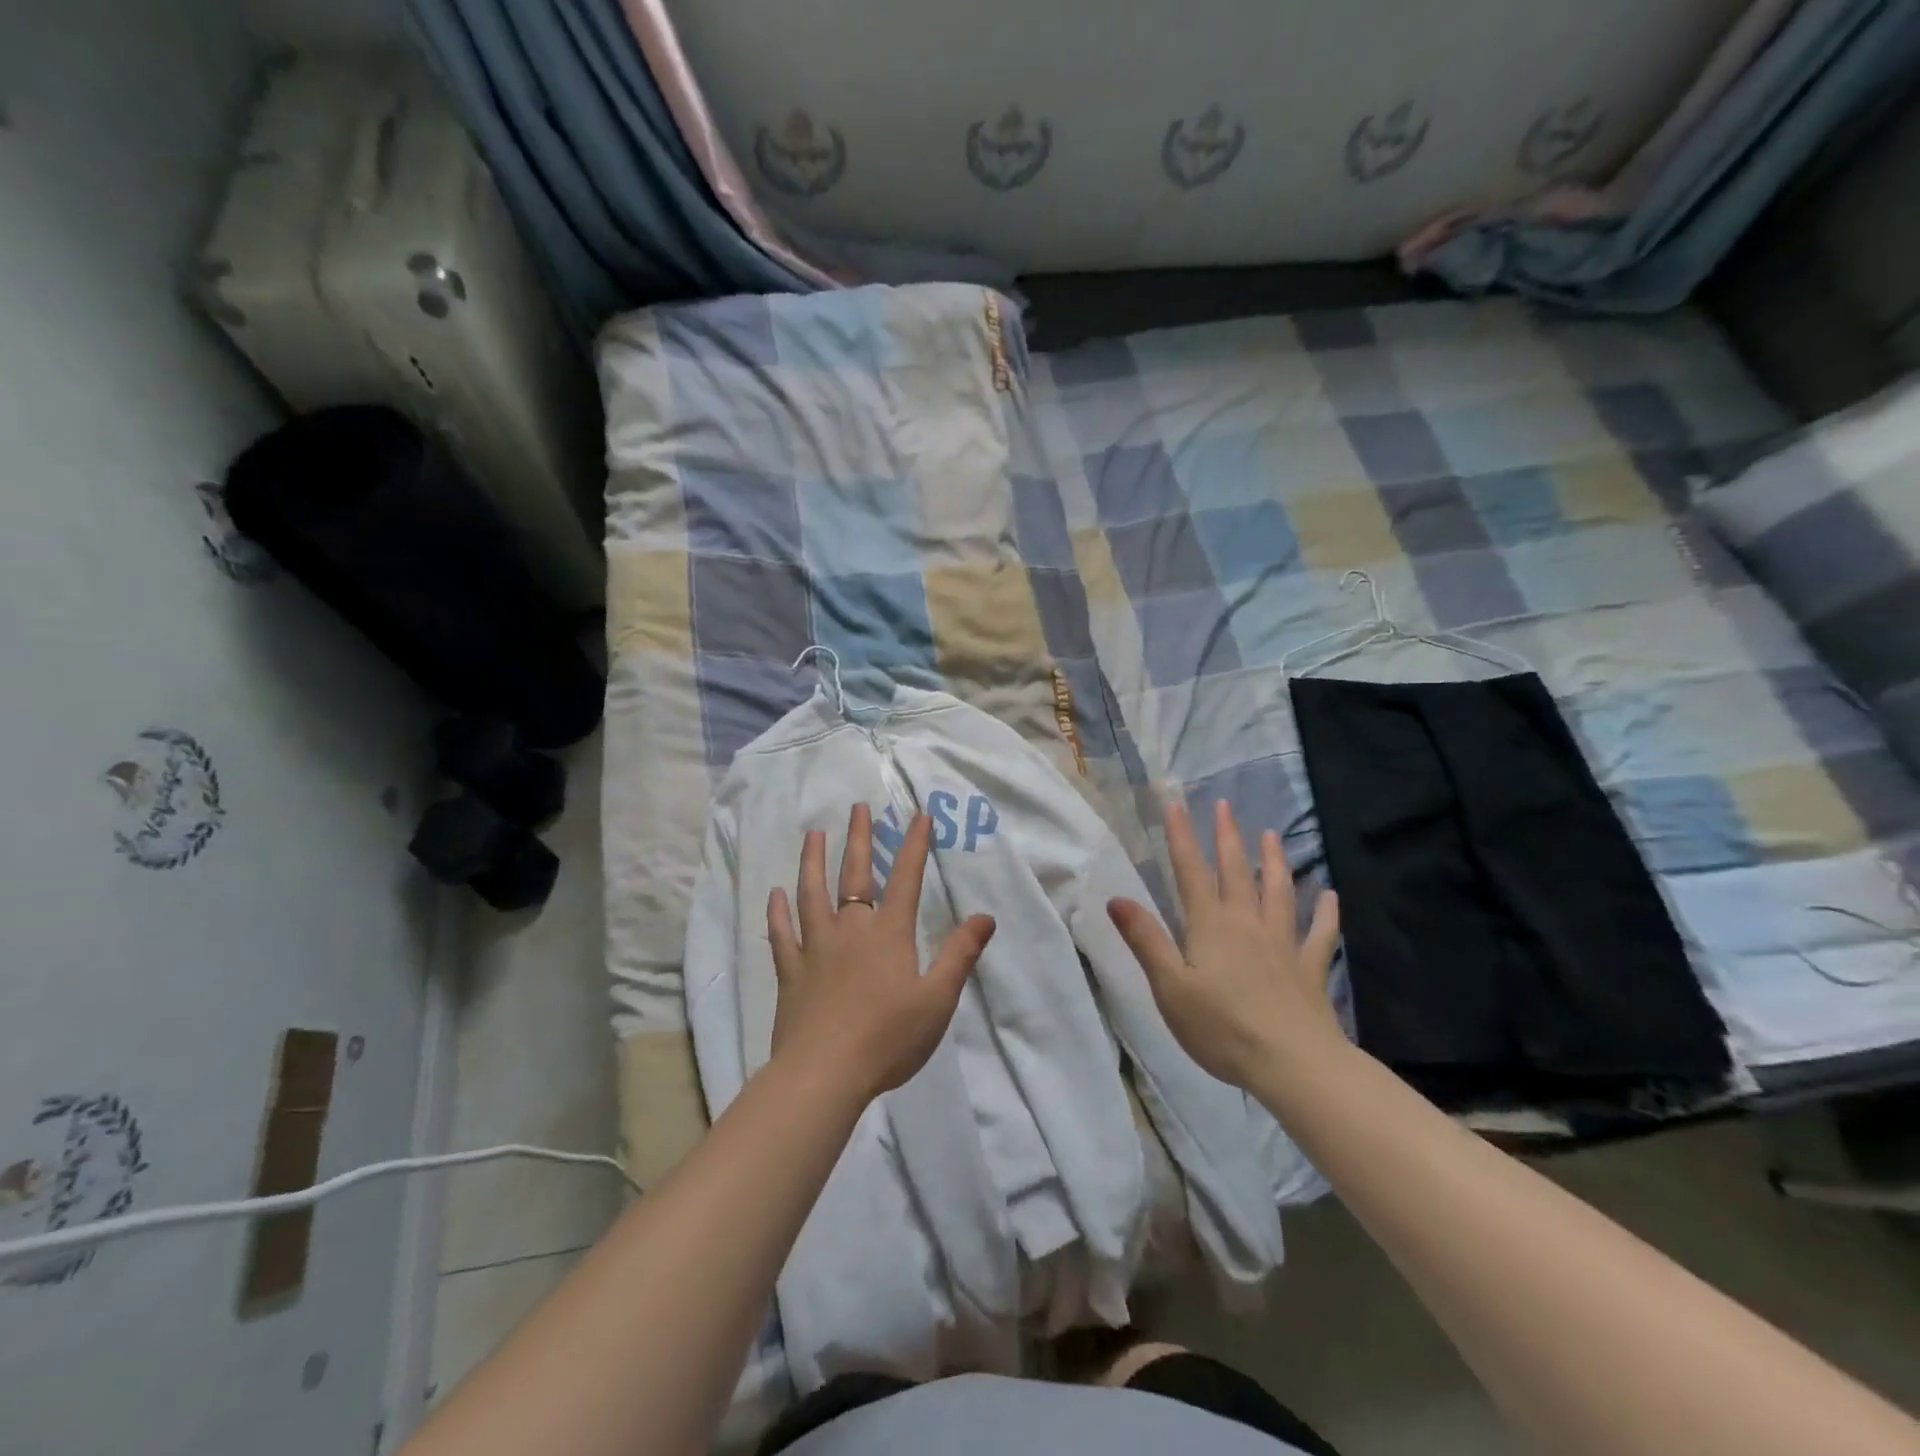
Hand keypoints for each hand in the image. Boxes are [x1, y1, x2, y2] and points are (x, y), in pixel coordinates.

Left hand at [767, 804, 994, 1102]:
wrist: (825, 1074)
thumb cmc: (889, 1038)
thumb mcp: (938, 999)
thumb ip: (960, 955)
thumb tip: (985, 916)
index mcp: (889, 934)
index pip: (906, 879)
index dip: (914, 845)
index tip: (918, 815)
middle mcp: (851, 930)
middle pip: (855, 875)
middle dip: (859, 839)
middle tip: (857, 807)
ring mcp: (815, 949)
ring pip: (811, 895)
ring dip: (813, 862)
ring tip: (813, 835)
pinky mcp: (791, 973)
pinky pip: (782, 935)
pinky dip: (777, 913)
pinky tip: (774, 895)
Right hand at [1107, 799, 1341, 1089]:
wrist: (1293, 1064)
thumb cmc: (1221, 1028)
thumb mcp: (1169, 987)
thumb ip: (1146, 940)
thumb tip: (1116, 898)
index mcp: (1210, 926)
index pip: (1190, 872)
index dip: (1181, 837)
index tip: (1175, 805)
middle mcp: (1247, 924)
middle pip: (1236, 872)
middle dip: (1227, 837)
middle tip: (1225, 806)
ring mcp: (1283, 944)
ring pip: (1279, 893)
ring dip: (1275, 862)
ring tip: (1273, 835)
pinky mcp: (1309, 969)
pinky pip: (1320, 934)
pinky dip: (1326, 913)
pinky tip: (1330, 895)